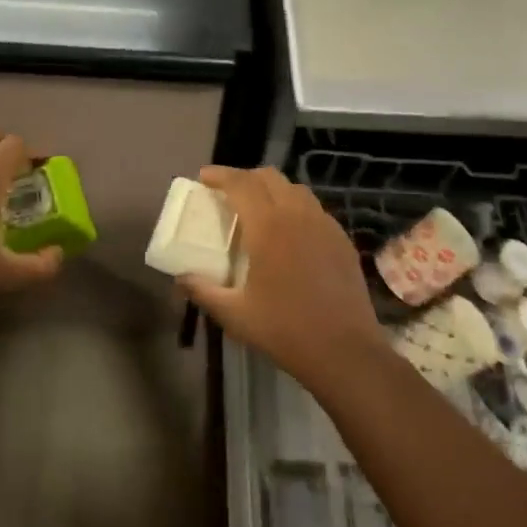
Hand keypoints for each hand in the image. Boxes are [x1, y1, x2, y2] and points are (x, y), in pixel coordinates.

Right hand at [175, 166, 386, 393]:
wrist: (345, 351)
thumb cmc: (285, 330)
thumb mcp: (234, 315)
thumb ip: (203, 291)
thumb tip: (181, 278)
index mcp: (269, 226)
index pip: (241, 184)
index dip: (220, 175)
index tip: (204, 177)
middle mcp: (298, 215)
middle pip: (269, 177)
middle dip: (245, 178)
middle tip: (228, 194)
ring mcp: (325, 225)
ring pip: (295, 189)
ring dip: (272, 190)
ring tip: (258, 210)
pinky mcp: (342, 239)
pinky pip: (314, 209)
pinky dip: (295, 208)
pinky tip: (290, 233)